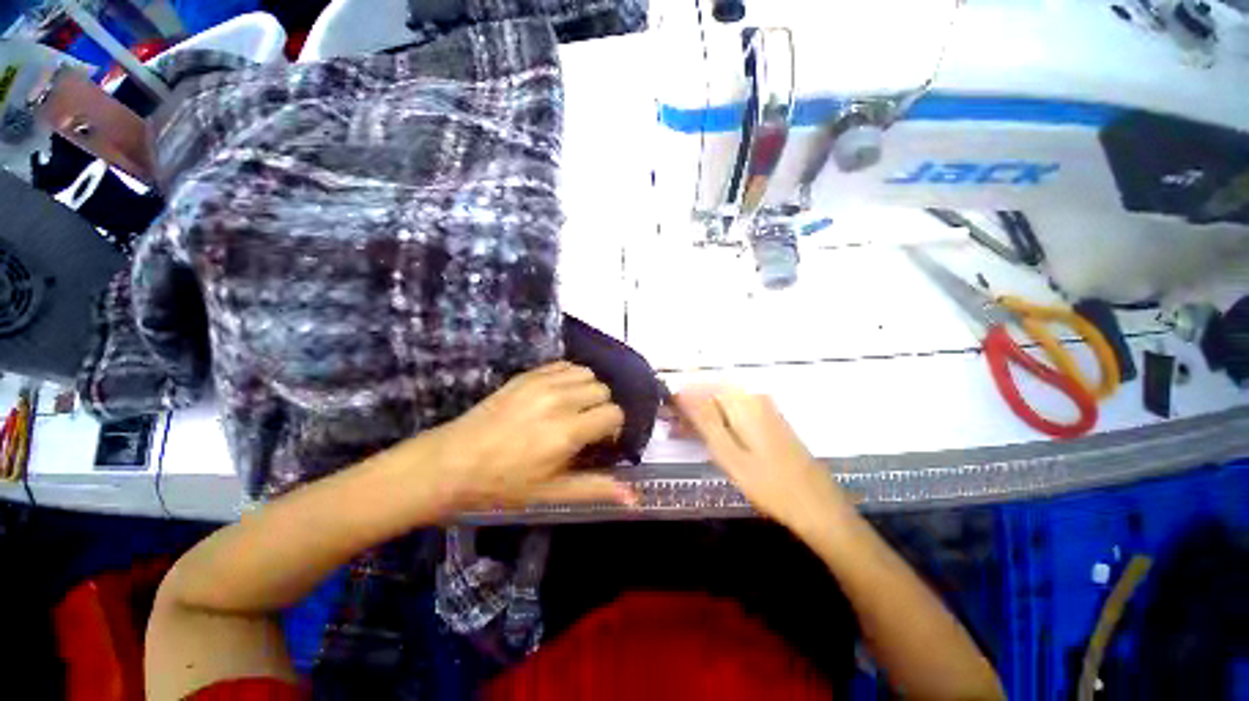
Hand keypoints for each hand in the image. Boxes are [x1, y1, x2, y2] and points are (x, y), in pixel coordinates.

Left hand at [430, 361, 634, 509]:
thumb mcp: (552, 492)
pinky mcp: (528, 375)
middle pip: (604, 390)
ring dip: (588, 390)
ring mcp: (542, 383)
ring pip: (587, 373)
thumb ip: (596, 489)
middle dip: (602, 408)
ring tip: (574, 408)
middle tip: (586, 427)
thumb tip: (635, 499)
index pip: (614, 413)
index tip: (600, 441)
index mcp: (568, 430)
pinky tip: (560, 394)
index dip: (613, 428)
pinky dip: (571, 376)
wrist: (453, 461)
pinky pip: (564, 365)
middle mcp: (560, 399)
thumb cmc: (504, 483)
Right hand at [674, 386, 851, 534]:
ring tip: (680, 432)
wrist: (817, 506)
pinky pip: (734, 411)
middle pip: (711, 391)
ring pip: (721, 402)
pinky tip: (705, 436)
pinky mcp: (768, 420)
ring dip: (700, 414)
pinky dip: (717, 420)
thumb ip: (704, 419)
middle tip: (669, 425)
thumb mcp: (729, 452)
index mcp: (743, 400)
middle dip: (688, 405)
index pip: (701, 385)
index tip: (662, 412)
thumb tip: (680, 392)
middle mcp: (754, 396)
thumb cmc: (769, 483)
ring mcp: (764, 408)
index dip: (679, 396)